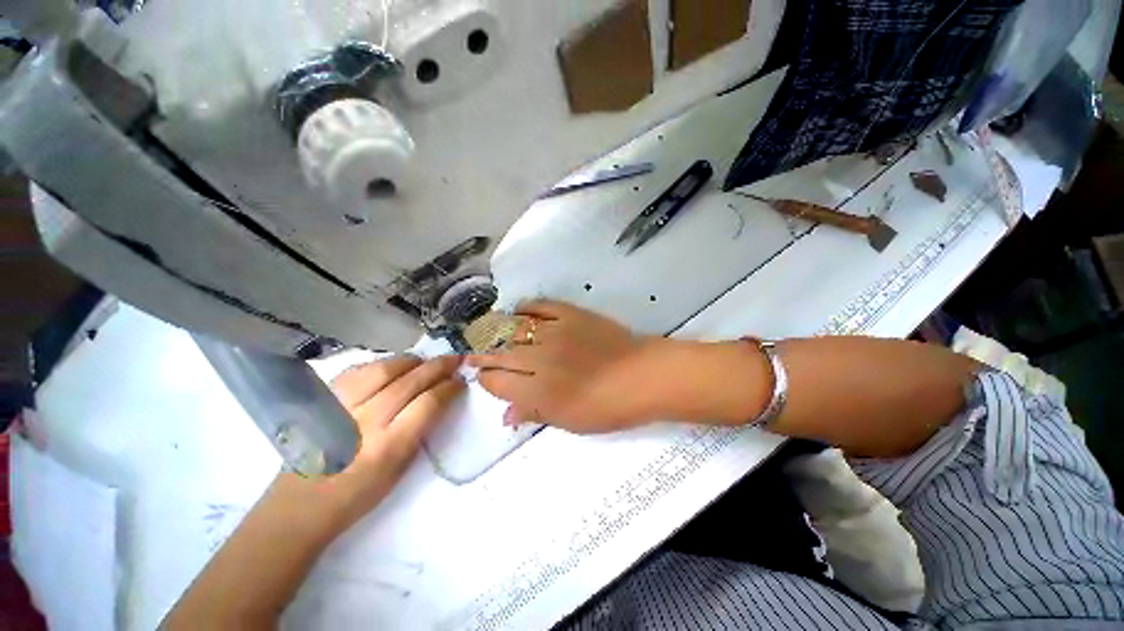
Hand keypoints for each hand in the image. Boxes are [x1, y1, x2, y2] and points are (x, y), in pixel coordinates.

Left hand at [323, 355, 463, 525]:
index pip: (428, 403)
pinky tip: (392, 367)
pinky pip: (358, 370)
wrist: (299, 504)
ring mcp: (340, 407)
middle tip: (454, 360)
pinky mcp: (322, 400)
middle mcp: (364, 422)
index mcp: (388, 447)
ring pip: (383, 369)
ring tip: (424, 362)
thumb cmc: (357, 495)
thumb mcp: (399, 469)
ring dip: (411, 361)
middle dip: (437, 366)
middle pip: (409, 381)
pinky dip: (382, 364)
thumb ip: (420, 431)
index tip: (460, 381)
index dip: (449, 387)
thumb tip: (439, 399)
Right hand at [467, 300, 667, 432]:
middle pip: (498, 353)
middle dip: (483, 356)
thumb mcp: (569, 421)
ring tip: (489, 333)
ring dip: (497, 331)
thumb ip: (534, 414)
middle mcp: (538, 358)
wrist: (642, 375)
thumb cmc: (607, 407)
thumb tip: (506, 416)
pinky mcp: (570, 314)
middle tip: (475, 355)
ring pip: (513, 328)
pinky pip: (539, 306)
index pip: (495, 381)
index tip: (485, 378)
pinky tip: (518, 312)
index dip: (486, 380)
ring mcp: (553, 332)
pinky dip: (525, 308)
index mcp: (536, 390)